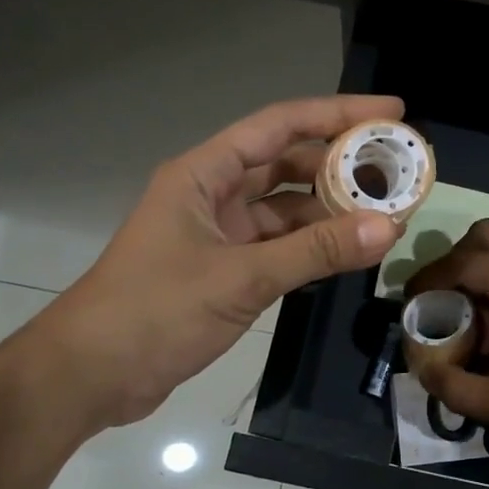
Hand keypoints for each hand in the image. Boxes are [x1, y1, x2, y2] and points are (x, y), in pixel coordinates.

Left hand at [27, 96, 405, 429]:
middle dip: (340, 165)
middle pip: (287, 164)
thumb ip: (315, 252)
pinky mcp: (223, 270)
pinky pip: (278, 246)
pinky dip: (311, 247)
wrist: (91, 375)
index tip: (391, 113)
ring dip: (329, 210)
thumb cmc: (155, 311)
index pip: (281, 126)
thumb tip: (388, 227)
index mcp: (205, 174)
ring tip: (385, 213)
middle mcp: (213, 195)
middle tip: (397, 171)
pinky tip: (348, 251)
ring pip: (285, 209)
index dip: (337, 114)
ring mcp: (218, 234)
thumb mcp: (241, 277)